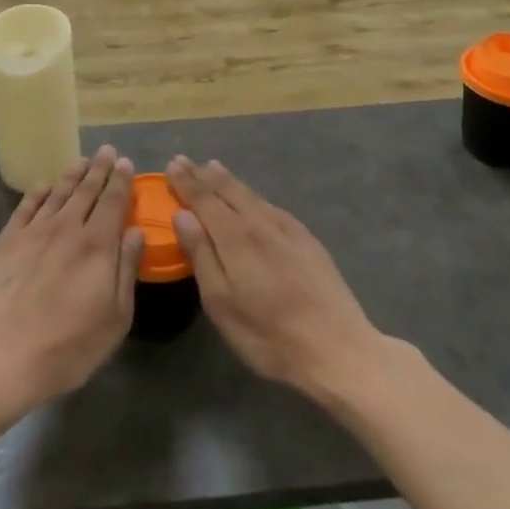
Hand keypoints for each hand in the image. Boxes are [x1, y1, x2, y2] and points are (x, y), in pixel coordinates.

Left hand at [0, 147, 143, 435]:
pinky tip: (42, 186)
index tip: (126, 162)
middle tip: (107, 151)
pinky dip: (36, 193)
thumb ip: (127, 271)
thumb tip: (135, 233)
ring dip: (71, 176)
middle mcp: (66, 228)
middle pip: (86, 191)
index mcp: (97, 245)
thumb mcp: (114, 319)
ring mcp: (32, 232)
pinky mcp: (4, 241)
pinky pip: (25, 208)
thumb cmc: (66, 347)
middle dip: (99, 169)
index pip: (113, 202)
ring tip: (81, 161)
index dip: (121, 181)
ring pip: (56, 194)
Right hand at [166, 157, 385, 401]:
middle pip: (228, 191)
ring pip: (251, 195)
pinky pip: (271, 206)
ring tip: (213, 168)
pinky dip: (253, 195)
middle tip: (186, 161)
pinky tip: (253, 199)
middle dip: (204, 175)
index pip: (204, 199)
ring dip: (228, 180)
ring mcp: (288, 229)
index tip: (172, 164)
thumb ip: (200, 255)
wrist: (337, 348)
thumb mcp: (221, 302)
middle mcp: (261, 223)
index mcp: (235, 236)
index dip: (186, 182)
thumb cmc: (268, 334)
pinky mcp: (307, 240)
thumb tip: (182, 215)